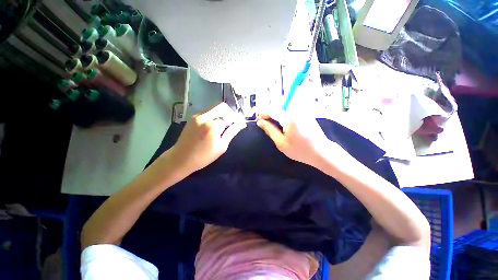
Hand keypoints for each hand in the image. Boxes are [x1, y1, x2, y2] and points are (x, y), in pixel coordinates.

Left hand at [171, 103, 246, 172]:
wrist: (180, 158)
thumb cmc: (203, 156)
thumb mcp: (221, 147)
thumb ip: (231, 132)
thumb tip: (241, 123)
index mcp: (213, 126)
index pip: (230, 116)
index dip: (236, 119)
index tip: (240, 124)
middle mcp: (205, 117)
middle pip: (222, 107)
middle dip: (230, 114)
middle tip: (231, 124)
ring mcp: (197, 115)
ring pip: (215, 108)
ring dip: (222, 114)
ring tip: (223, 126)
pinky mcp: (193, 117)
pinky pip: (208, 111)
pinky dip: (214, 116)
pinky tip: (214, 126)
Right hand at [257, 111, 329, 166]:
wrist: (321, 152)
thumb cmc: (300, 150)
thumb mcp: (281, 143)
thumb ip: (270, 130)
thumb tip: (260, 122)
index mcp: (289, 118)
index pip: (272, 111)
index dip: (263, 114)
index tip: (258, 119)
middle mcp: (296, 111)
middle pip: (278, 108)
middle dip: (270, 114)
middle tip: (264, 123)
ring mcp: (302, 112)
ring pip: (285, 109)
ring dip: (277, 115)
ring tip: (273, 124)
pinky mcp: (306, 114)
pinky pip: (291, 111)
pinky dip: (284, 116)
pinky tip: (284, 124)